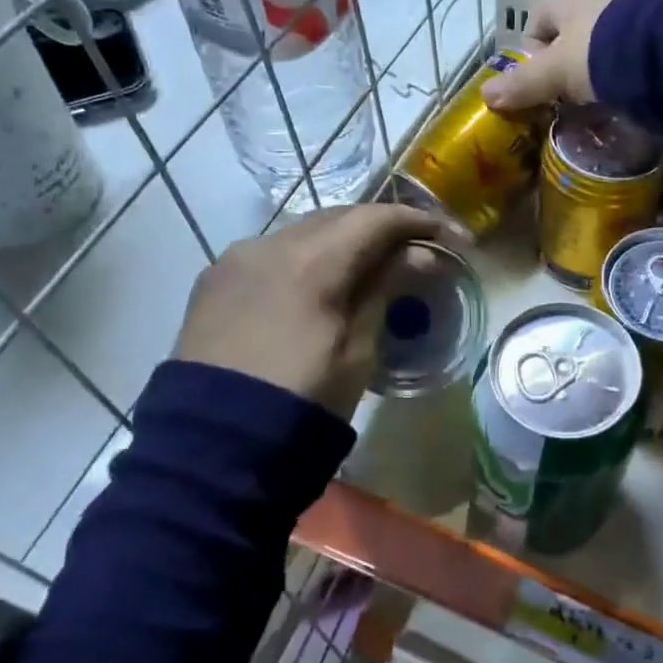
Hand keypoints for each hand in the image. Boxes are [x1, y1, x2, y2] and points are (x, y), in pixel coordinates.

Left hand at [172, 205, 457, 418]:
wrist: (215, 445)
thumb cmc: (305, 399)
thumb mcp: (359, 348)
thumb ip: (387, 289)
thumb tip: (421, 255)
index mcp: (311, 262)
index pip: (375, 220)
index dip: (417, 222)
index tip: (449, 237)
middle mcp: (269, 245)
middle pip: (338, 217)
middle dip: (381, 227)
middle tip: (416, 247)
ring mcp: (235, 259)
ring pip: (302, 231)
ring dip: (341, 240)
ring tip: (369, 263)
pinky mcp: (213, 281)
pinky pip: (270, 252)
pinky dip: (304, 256)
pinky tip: (317, 280)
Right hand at [480, 0, 622, 112]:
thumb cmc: (597, 54)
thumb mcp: (554, 72)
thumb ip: (522, 84)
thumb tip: (485, 95)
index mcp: (566, 1)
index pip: (537, 17)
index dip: (531, 46)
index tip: (534, 78)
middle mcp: (596, 0)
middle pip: (570, 31)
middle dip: (564, 61)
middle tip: (563, 93)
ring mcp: (628, 15)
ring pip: (600, 43)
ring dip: (594, 68)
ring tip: (594, 98)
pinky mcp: (655, 34)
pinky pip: (627, 53)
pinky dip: (621, 72)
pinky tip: (623, 93)